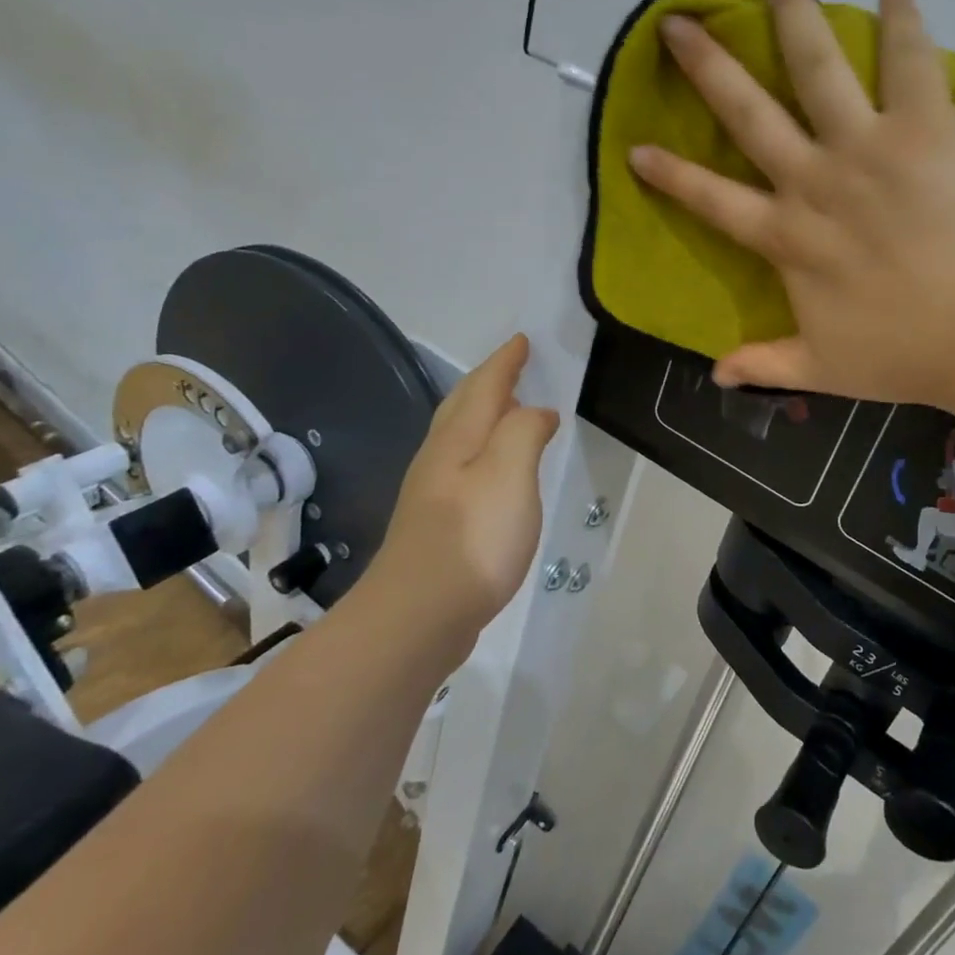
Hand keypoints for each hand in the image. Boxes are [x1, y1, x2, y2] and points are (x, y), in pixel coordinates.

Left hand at [367, 334, 558, 639]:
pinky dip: (482, 448)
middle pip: (463, 405)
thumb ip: (524, 432)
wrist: (418, 614)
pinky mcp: (437, 523)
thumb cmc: (473, 537)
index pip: (485, 386)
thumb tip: (537, 412)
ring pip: (459, 435)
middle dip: (488, 380)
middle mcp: (440, 457)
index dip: (505, 362)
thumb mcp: (509, 473)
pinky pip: (463, 464)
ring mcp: (433, 492)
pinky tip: (492, 468)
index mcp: (459, 438)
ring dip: (483, 412)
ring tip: (507, 408)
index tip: (522, 341)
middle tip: (511, 364)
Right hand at [629, 0, 954, 408]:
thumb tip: (716, 373)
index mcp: (788, 238)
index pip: (712, 201)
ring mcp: (866, 146)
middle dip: (708, 65)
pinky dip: (903, 24)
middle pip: (748, 112)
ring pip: (816, 65)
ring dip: (791, 10)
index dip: (672, 175)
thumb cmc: (908, 352)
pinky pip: (910, 62)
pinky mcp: (925, 126)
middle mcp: (814, 180)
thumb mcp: (825, 370)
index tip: (636, 147)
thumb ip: (768, 364)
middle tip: (678, 23)